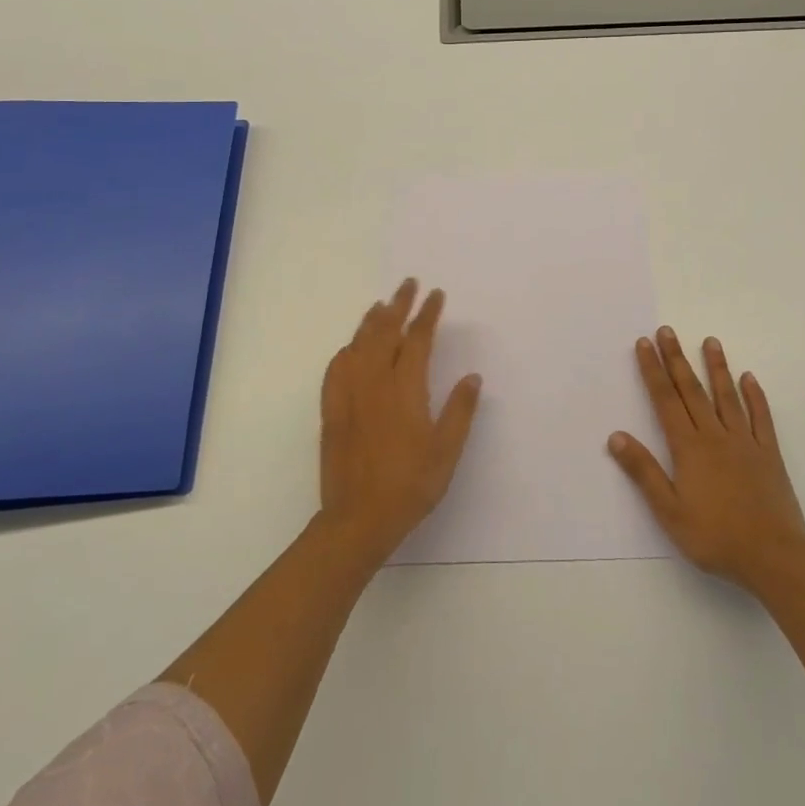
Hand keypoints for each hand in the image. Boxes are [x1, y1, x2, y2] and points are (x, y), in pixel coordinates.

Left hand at [318, 278, 481, 566]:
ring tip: (381, 305)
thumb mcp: (446, 452)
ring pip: (359, 345)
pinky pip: (336, 369)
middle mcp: (374, 383)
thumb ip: (460, 411)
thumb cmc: (409, 486)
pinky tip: (350, 347)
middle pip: (384, 332)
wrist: (357, 520)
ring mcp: (349, 396)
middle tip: (408, 284)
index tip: (436, 295)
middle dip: (398, 305)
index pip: (417, 339)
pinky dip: (346, 350)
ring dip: (371, 321)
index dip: (427, 314)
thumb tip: (472, 377)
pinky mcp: (332, 411)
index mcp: (405, 390)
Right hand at [608, 327, 804, 593]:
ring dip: (717, 367)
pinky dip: (754, 396)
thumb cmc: (715, 537)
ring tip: (710, 340)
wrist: (773, 556)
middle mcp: (715, 435)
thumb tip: (616, 436)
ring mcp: (745, 441)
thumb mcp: (669, 511)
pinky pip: (761, 417)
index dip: (653, 370)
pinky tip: (749, 378)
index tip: (645, 343)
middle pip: (692, 390)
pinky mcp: (769, 453)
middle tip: (668, 330)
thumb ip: (644, 472)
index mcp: (689, 447)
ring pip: (727, 396)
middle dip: (677, 358)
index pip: (665, 400)